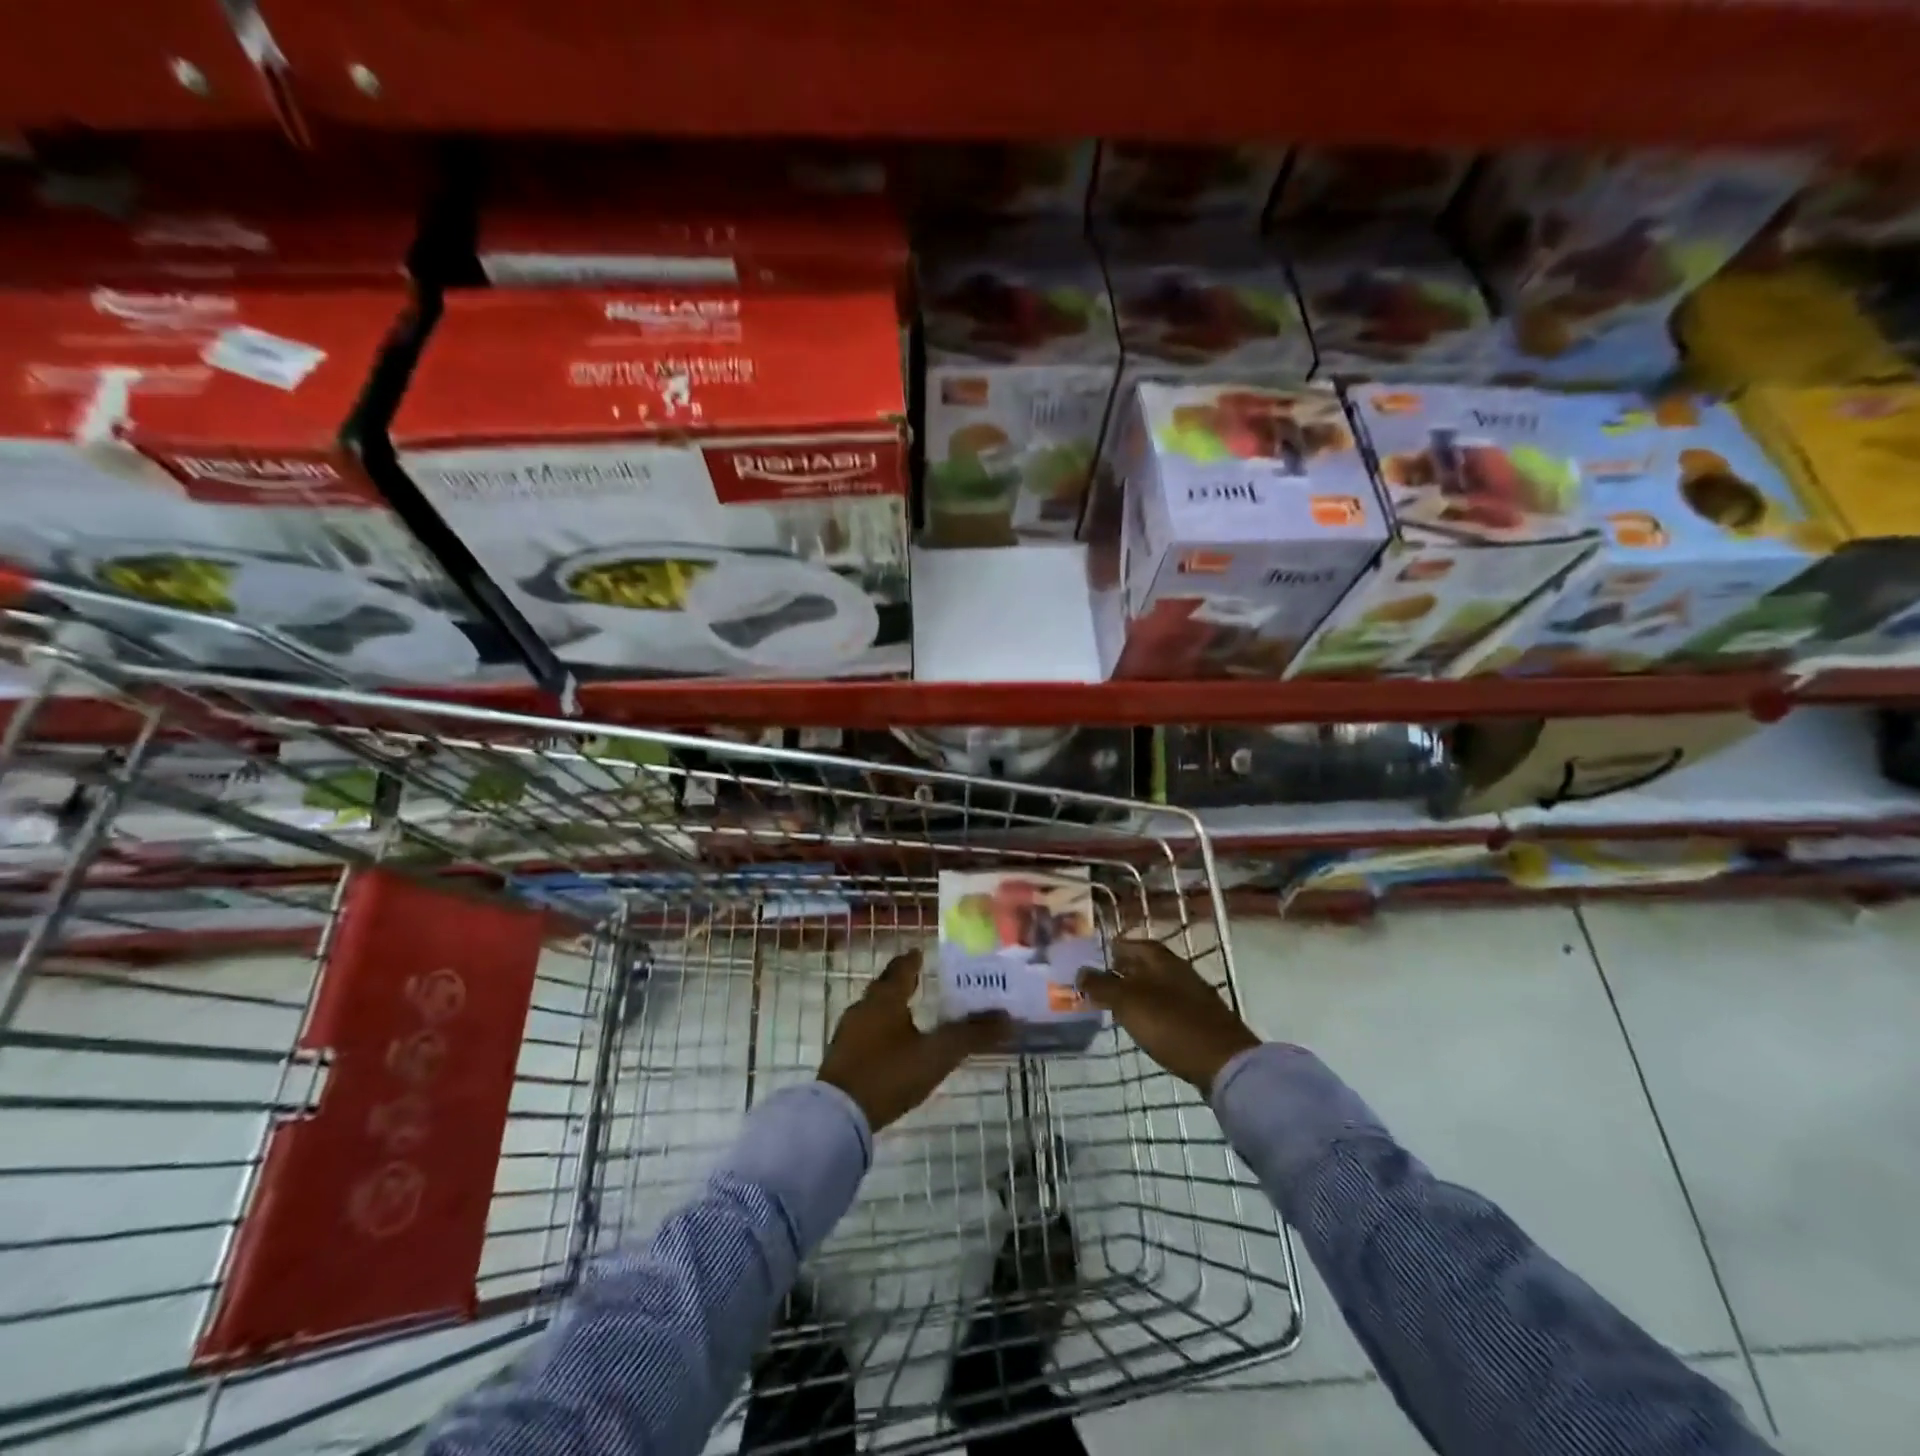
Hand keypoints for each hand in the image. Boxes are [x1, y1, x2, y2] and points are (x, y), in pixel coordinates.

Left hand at [817, 949, 1009, 1131]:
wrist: (839, 1116)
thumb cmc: (889, 1073)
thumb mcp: (936, 1055)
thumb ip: (971, 1035)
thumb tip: (1008, 1018)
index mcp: (885, 998)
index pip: (902, 968)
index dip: (913, 959)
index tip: (922, 952)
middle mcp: (864, 1007)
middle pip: (886, 987)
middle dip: (904, 982)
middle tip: (923, 978)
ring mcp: (849, 1032)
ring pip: (875, 1010)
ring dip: (893, 1007)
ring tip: (912, 1011)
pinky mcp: (843, 1057)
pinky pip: (867, 1032)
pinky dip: (883, 1030)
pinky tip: (893, 1044)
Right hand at [1078, 938, 1259, 1093]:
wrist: (1223, 1061)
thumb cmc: (1170, 1023)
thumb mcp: (1128, 1002)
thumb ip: (1102, 985)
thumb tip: (1080, 972)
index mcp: (1160, 958)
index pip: (1130, 943)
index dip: (1111, 949)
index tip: (1091, 958)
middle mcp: (1177, 969)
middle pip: (1143, 964)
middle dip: (1121, 970)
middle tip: (1097, 983)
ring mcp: (1190, 994)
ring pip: (1155, 985)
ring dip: (1135, 991)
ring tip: (1114, 1005)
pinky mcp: (1198, 1018)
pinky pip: (1166, 1006)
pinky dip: (1150, 1009)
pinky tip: (1141, 1023)